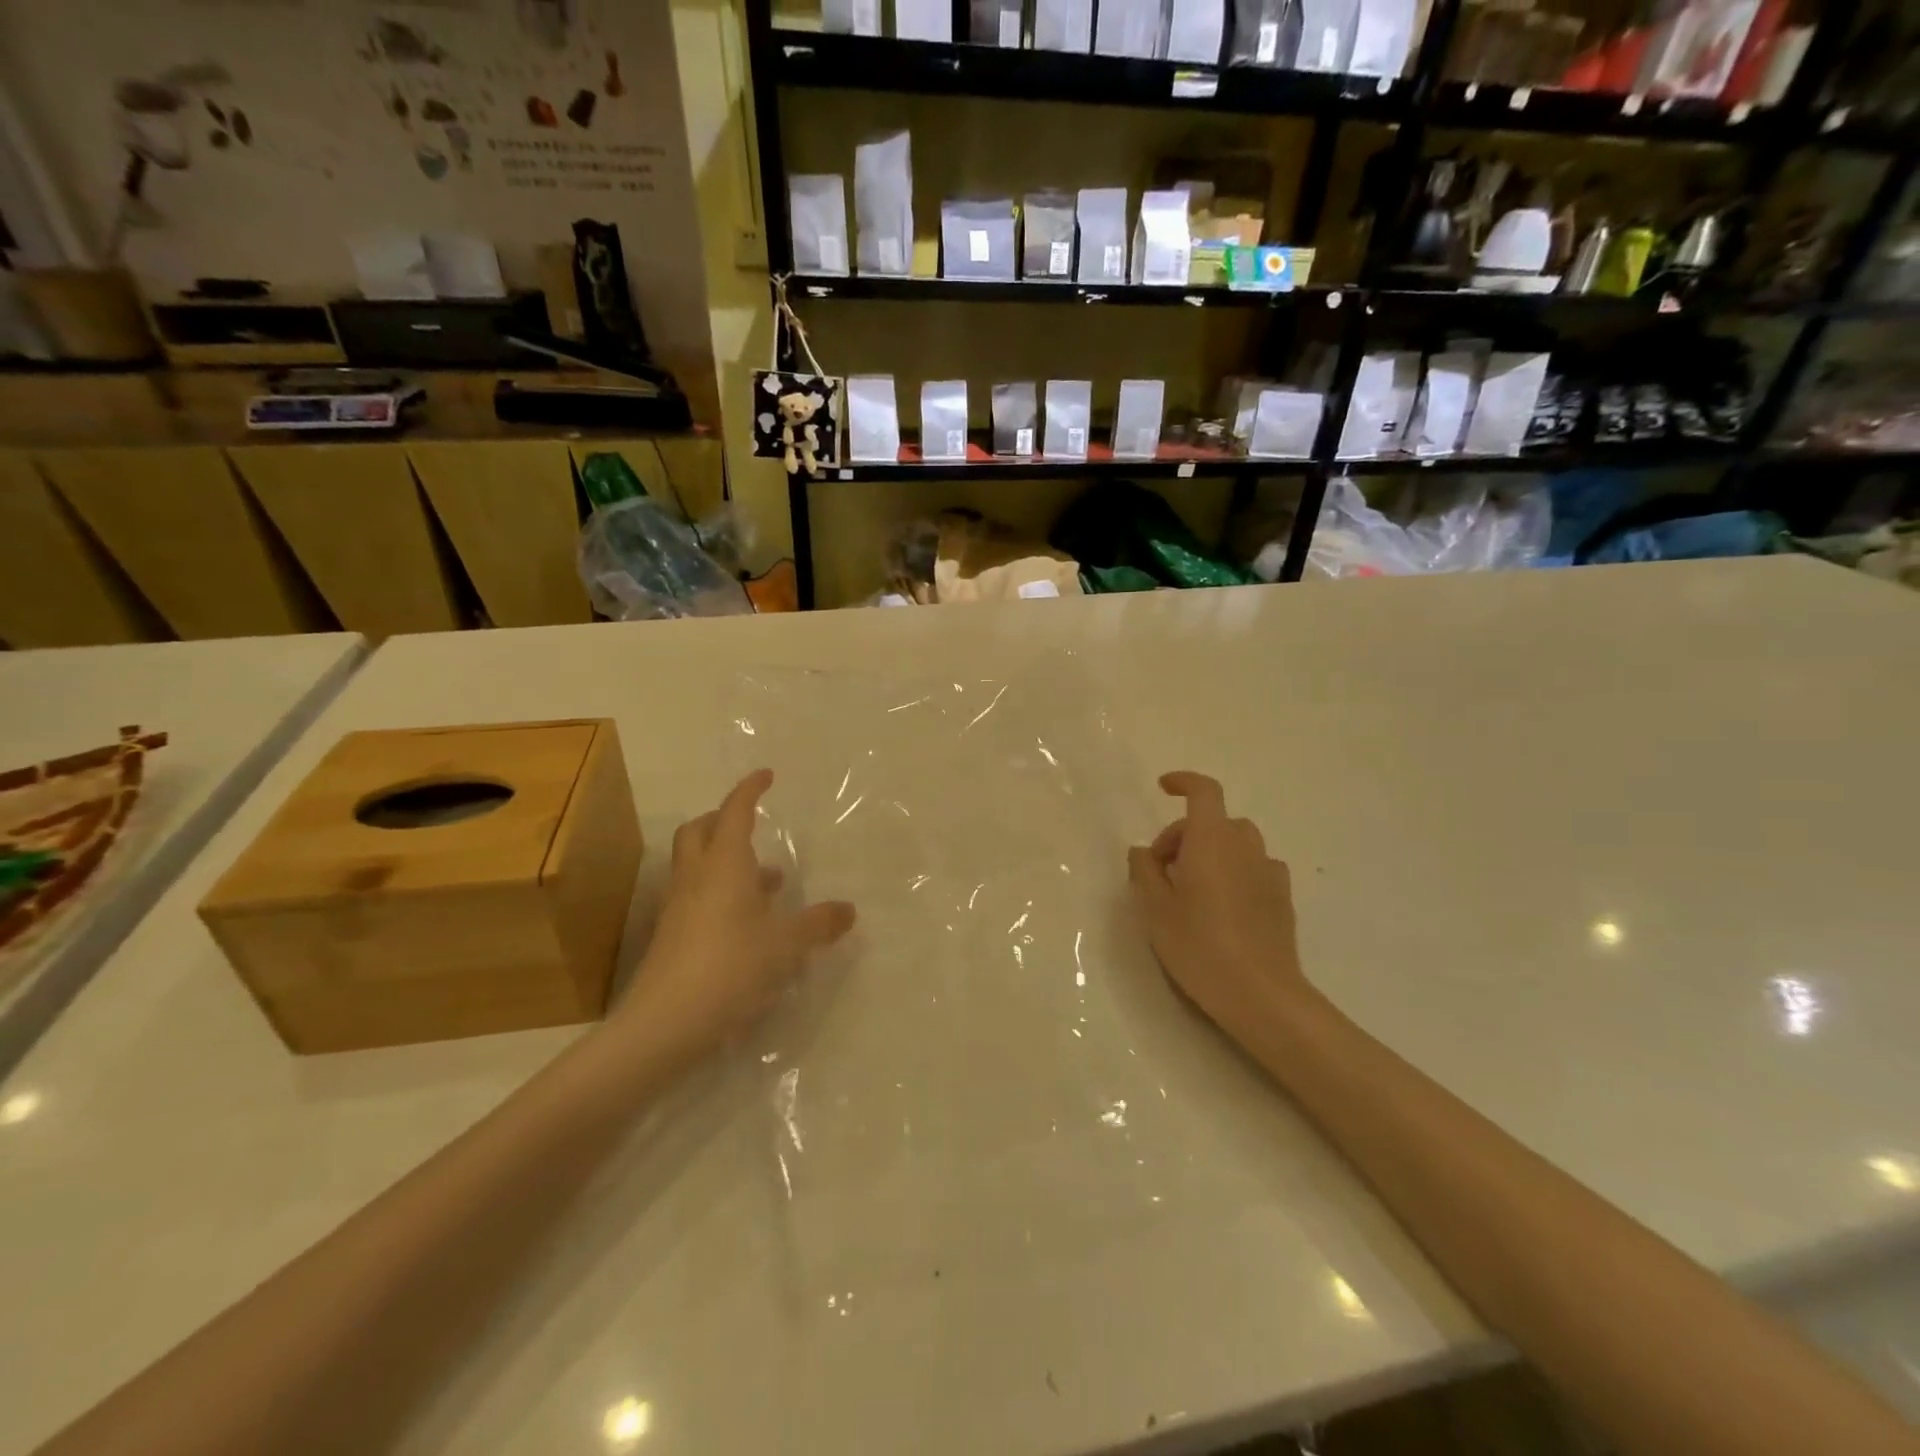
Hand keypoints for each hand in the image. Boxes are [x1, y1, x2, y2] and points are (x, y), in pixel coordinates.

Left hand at [616, 770, 854, 1058]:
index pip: (736, 812)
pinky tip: (748, 923)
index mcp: (725, 864)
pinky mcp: (672, 936)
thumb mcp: (787, 944)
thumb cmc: (732, 966)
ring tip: (767, 880)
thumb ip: (819, 923)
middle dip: (723, 819)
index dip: (750, 790)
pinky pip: (697, 897)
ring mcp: (679, 907)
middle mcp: (697, 876)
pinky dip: (721, 893)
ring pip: (697, 865)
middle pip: (701, 830)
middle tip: (752, 824)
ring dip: (727, 860)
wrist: (666, 1022)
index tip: (766, 775)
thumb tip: (848, 910)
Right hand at [1128, 772, 1310, 1050]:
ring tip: (1192, 889)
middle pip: (1215, 821)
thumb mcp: (1155, 909)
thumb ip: (1144, 872)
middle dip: (1184, 835)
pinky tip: (1223, 906)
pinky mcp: (1282, 898)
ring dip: (1212, 852)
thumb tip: (1143, 852)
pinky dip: (1235, 871)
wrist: (1261, 994)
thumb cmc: (1199, 945)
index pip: (1203, 791)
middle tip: (1161, 872)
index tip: (1163, 788)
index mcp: (1211, 840)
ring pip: (1237, 843)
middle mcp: (1245, 847)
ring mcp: (1269, 872)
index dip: (1183, 782)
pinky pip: (1255, 868)